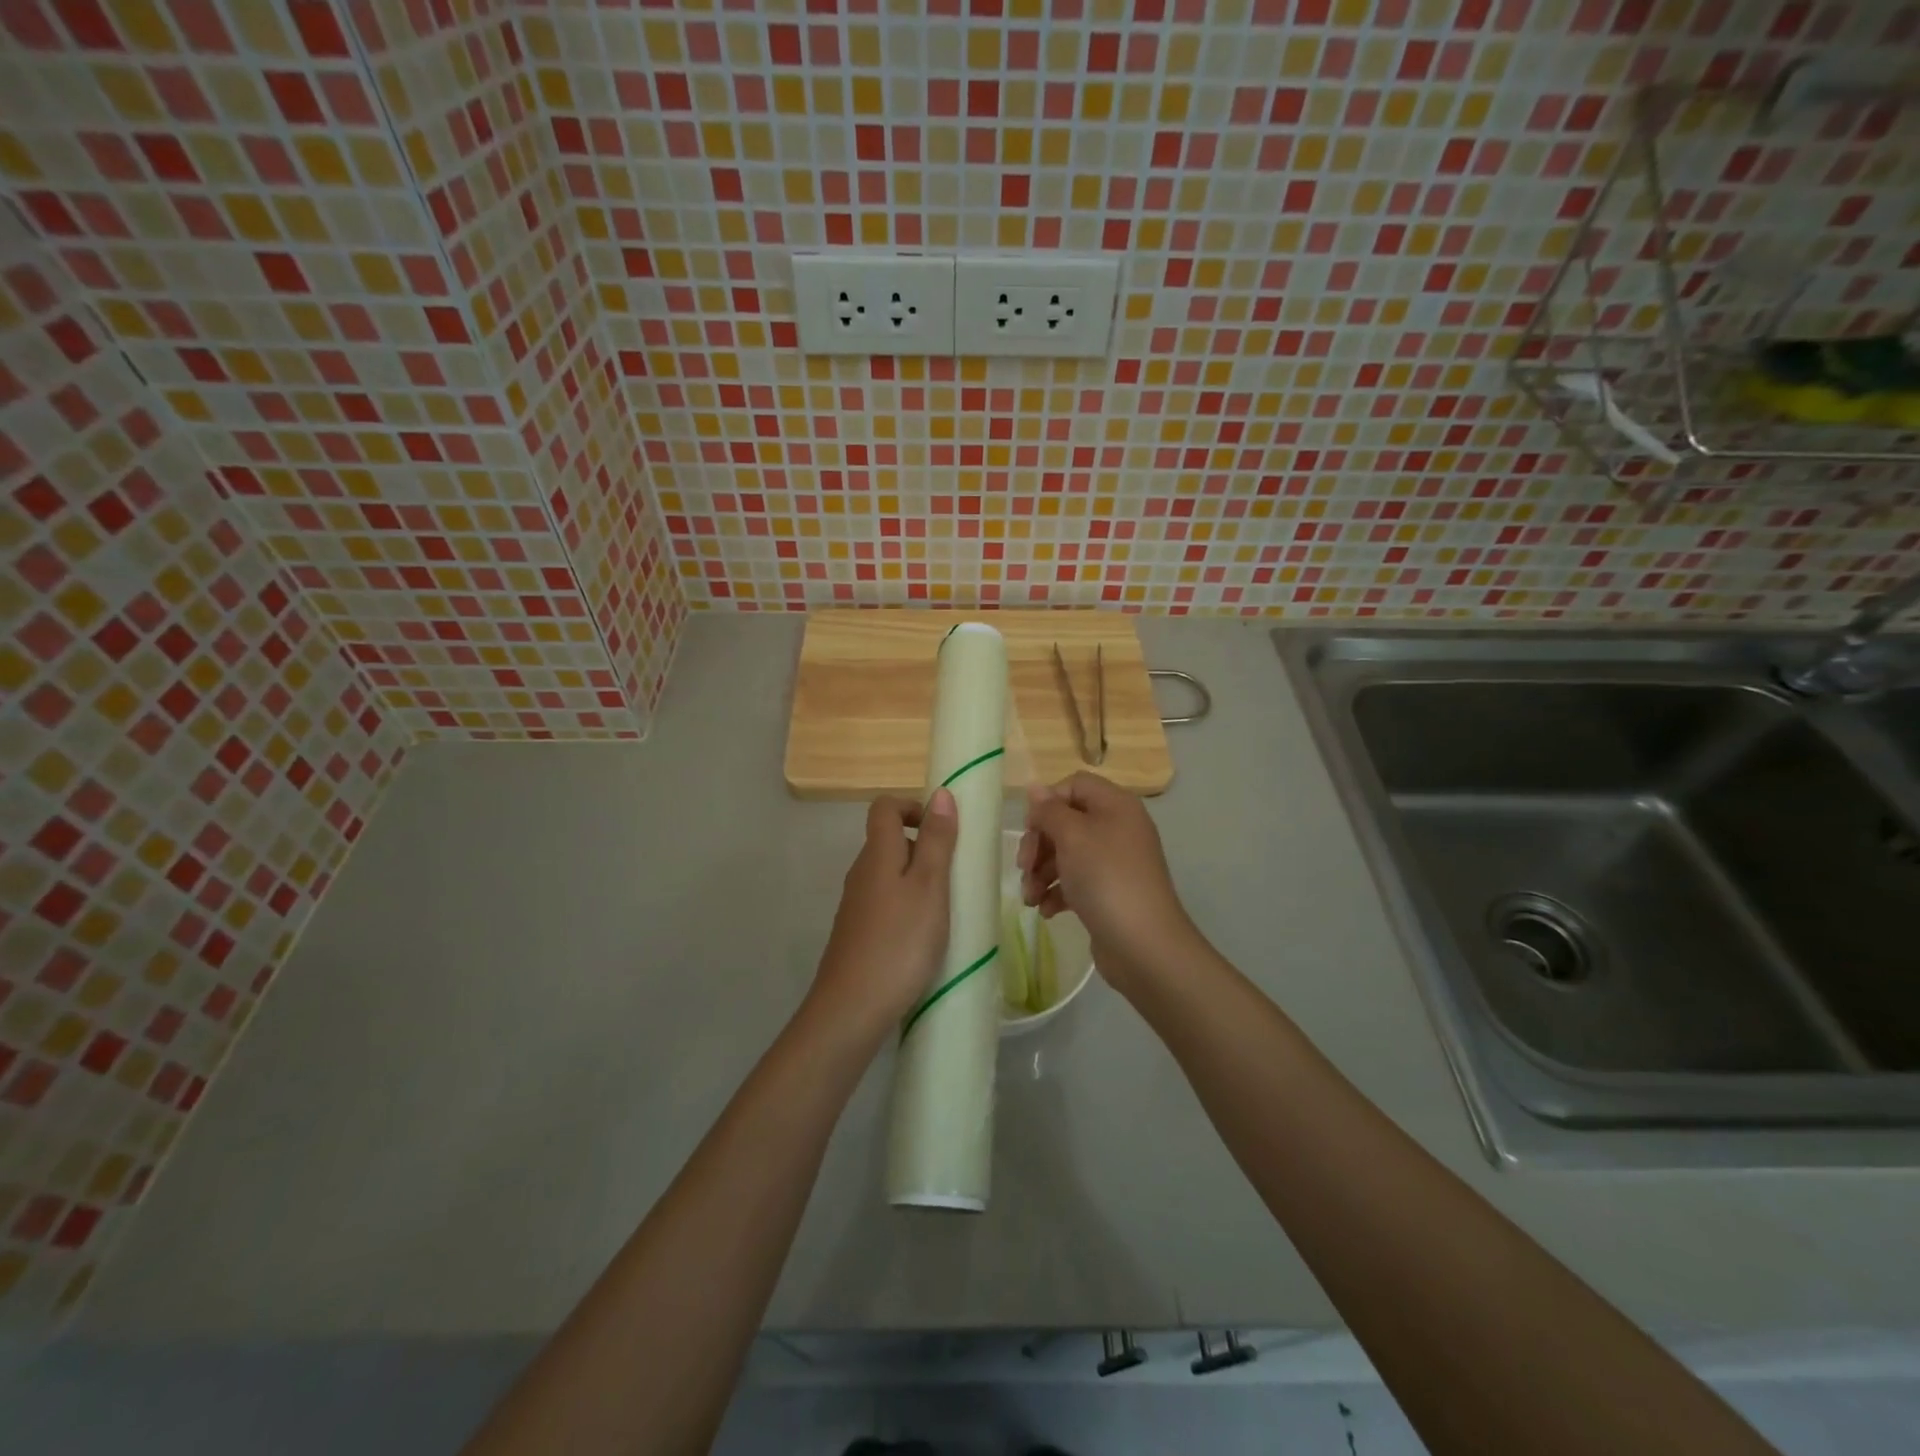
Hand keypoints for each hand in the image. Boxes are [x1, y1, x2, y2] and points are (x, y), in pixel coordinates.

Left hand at [812, 790, 958, 1038]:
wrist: (852, 1007)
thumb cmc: (899, 941)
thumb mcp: (930, 886)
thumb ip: (937, 841)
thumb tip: (940, 794)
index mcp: (877, 854)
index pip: (884, 807)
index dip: (913, 807)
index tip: (943, 829)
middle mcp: (861, 873)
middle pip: (889, 841)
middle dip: (924, 848)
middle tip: (956, 875)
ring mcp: (856, 905)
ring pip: (890, 875)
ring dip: (919, 881)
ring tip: (947, 908)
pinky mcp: (858, 933)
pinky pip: (886, 903)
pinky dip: (908, 907)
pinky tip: (925, 937)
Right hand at [1019, 772, 1203, 996]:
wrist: (1143, 944)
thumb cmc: (1105, 878)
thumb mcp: (1072, 836)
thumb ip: (1049, 810)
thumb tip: (1035, 788)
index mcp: (1115, 805)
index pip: (1074, 785)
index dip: (1048, 802)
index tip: (1031, 828)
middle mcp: (1117, 828)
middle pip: (1066, 821)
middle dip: (1039, 844)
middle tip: (1024, 867)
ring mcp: (1114, 862)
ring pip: (1066, 854)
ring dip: (1041, 872)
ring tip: (1031, 898)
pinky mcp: (1108, 892)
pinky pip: (1075, 881)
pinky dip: (1056, 892)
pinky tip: (1046, 910)